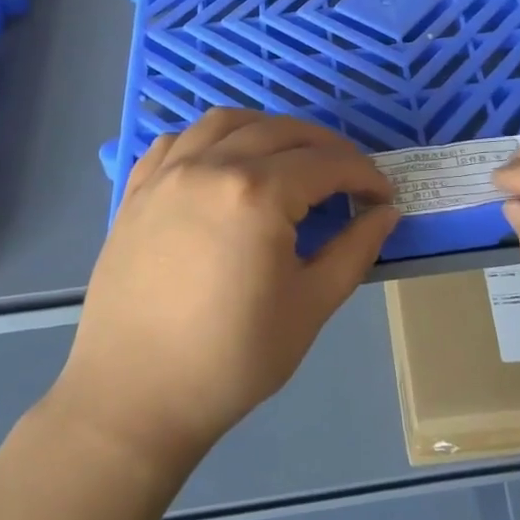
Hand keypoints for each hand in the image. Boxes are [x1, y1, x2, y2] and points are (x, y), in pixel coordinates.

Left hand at [54, 110, 398, 470]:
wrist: (134, 396)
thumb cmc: (232, 359)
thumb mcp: (310, 306)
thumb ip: (354, 250)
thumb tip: (386, 213)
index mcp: (258, 193)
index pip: (326, 163)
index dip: (364, 174)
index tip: (381, 196)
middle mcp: (211, 166)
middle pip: (282, 132)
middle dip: (326, 147)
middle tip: (348, 177)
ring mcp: (168, 173)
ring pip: (227, 122)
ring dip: (269, 130)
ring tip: (290, 158)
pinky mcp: (137, 190)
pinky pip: (180, 140)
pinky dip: (212, 138)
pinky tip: (225, 163)